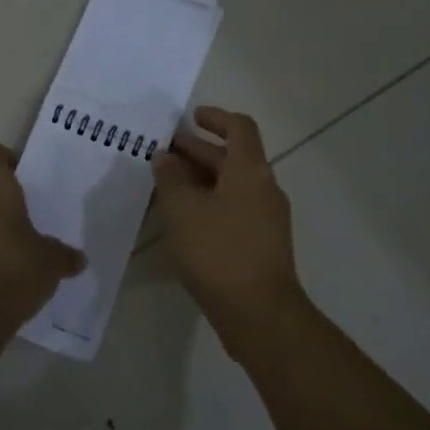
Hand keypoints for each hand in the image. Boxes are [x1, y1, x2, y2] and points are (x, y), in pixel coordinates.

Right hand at [153, 107, 306, 336]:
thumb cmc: (218, 251)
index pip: (239, 128)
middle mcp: (264, 188)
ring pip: (231, 186)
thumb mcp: (183, 210)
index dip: (216, 117)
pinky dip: (208, 203)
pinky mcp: (260, 244)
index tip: (191, 117)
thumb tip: (165, 158)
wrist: (258, 312)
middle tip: (164, 152)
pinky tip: (182, 219)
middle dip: (198, 151)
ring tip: (166, 185)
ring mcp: (265, 218)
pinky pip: (232, 210)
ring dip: (200, 179)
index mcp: (251, 171)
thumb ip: (170, 178)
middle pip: (233, 157)